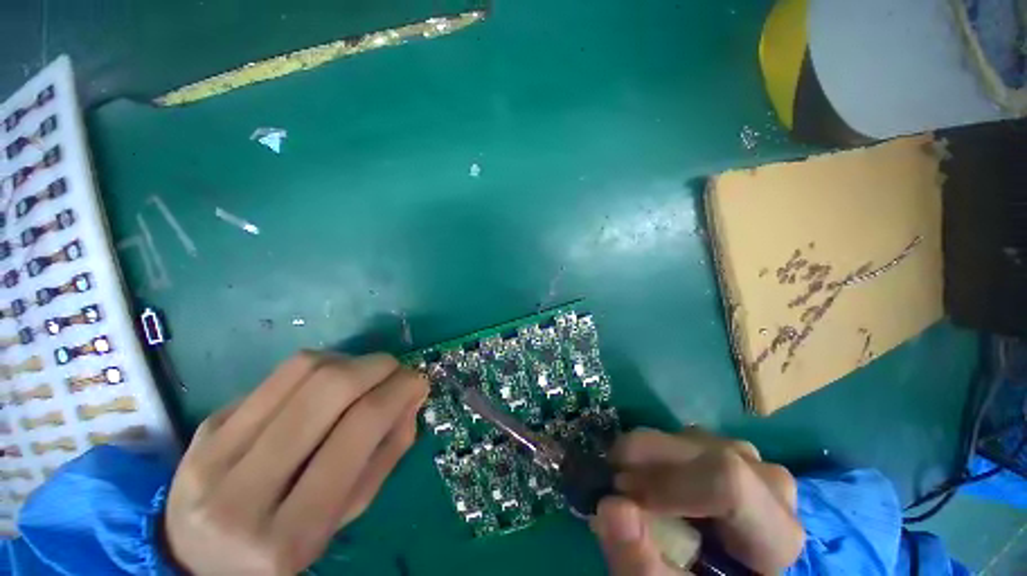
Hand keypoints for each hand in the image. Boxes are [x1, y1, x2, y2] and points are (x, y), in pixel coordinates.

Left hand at [163, 352, 428, 574]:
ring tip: (366, 373)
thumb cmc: (284, 547)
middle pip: (329, 389)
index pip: (359, 430)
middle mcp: (242, 491)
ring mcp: (212, 452)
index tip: (418, 381)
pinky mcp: (205, 426)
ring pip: (301, 370)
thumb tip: (411, 397)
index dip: (398, 391)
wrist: (198, 557)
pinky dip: (318, 367)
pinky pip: (276, 375)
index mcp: (290, 533)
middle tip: (397, 369)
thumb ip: (385, 455)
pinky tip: (327, 382)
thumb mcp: (344, 516)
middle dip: (377, 366)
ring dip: (350, 360)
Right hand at [590, 428, 803, 574]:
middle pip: (697, 452)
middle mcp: (766, 480)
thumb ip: (643, 565)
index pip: (727, 483)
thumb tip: (610, 506)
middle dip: (642, 462)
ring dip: (643, 458)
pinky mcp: (721, 446)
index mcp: (775, 530)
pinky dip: (650, 454)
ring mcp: (745, 456)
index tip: (622, 496)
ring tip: (629, 489)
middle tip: (612, 487)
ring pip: (681, 439)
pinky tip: (646, 481)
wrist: (728, 570)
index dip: (667, 484)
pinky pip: (677, 437)